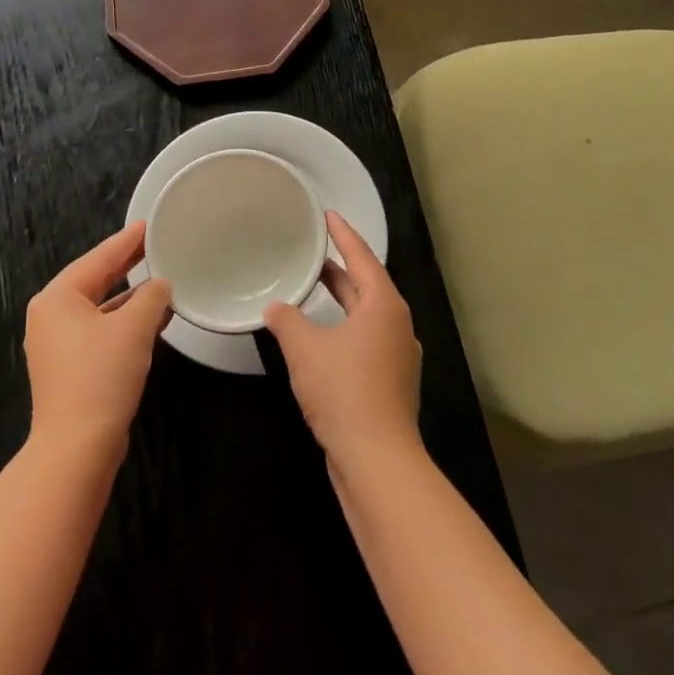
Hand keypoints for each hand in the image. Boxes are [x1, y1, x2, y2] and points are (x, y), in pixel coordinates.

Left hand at [24, 222, 171, 459]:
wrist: (76, 447)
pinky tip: (151, 320)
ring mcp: (57, 345)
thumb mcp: (134, 328)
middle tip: (154, 246)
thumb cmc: (101, 376)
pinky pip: (99, 332)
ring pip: (99, 308)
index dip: (126, 242)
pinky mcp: (69, 369)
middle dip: (126, 266)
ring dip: (129, 297)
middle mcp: (50, 317)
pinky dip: (124, 323)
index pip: (98, 259)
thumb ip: (151, 297)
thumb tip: (160, 285)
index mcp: (58, 298)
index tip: (147, 225)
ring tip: (161, 281)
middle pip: (94, 280)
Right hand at [264, 211, 421, 464]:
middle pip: (367, 285)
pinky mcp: (392, 381)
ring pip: (367, 314)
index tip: (328, 215)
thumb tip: (274, 307)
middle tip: (314, 250)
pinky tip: (323, 336)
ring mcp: (398, 355)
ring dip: (343, 299)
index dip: (344, 234)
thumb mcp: (305, 350)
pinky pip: (368, 338)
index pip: (362, 257)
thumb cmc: (343, 391)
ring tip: (314, 286)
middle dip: (341, 268)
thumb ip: (287, 321)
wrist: (377, 459)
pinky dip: (346, 326)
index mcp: (384, 306)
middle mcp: (397, 324)